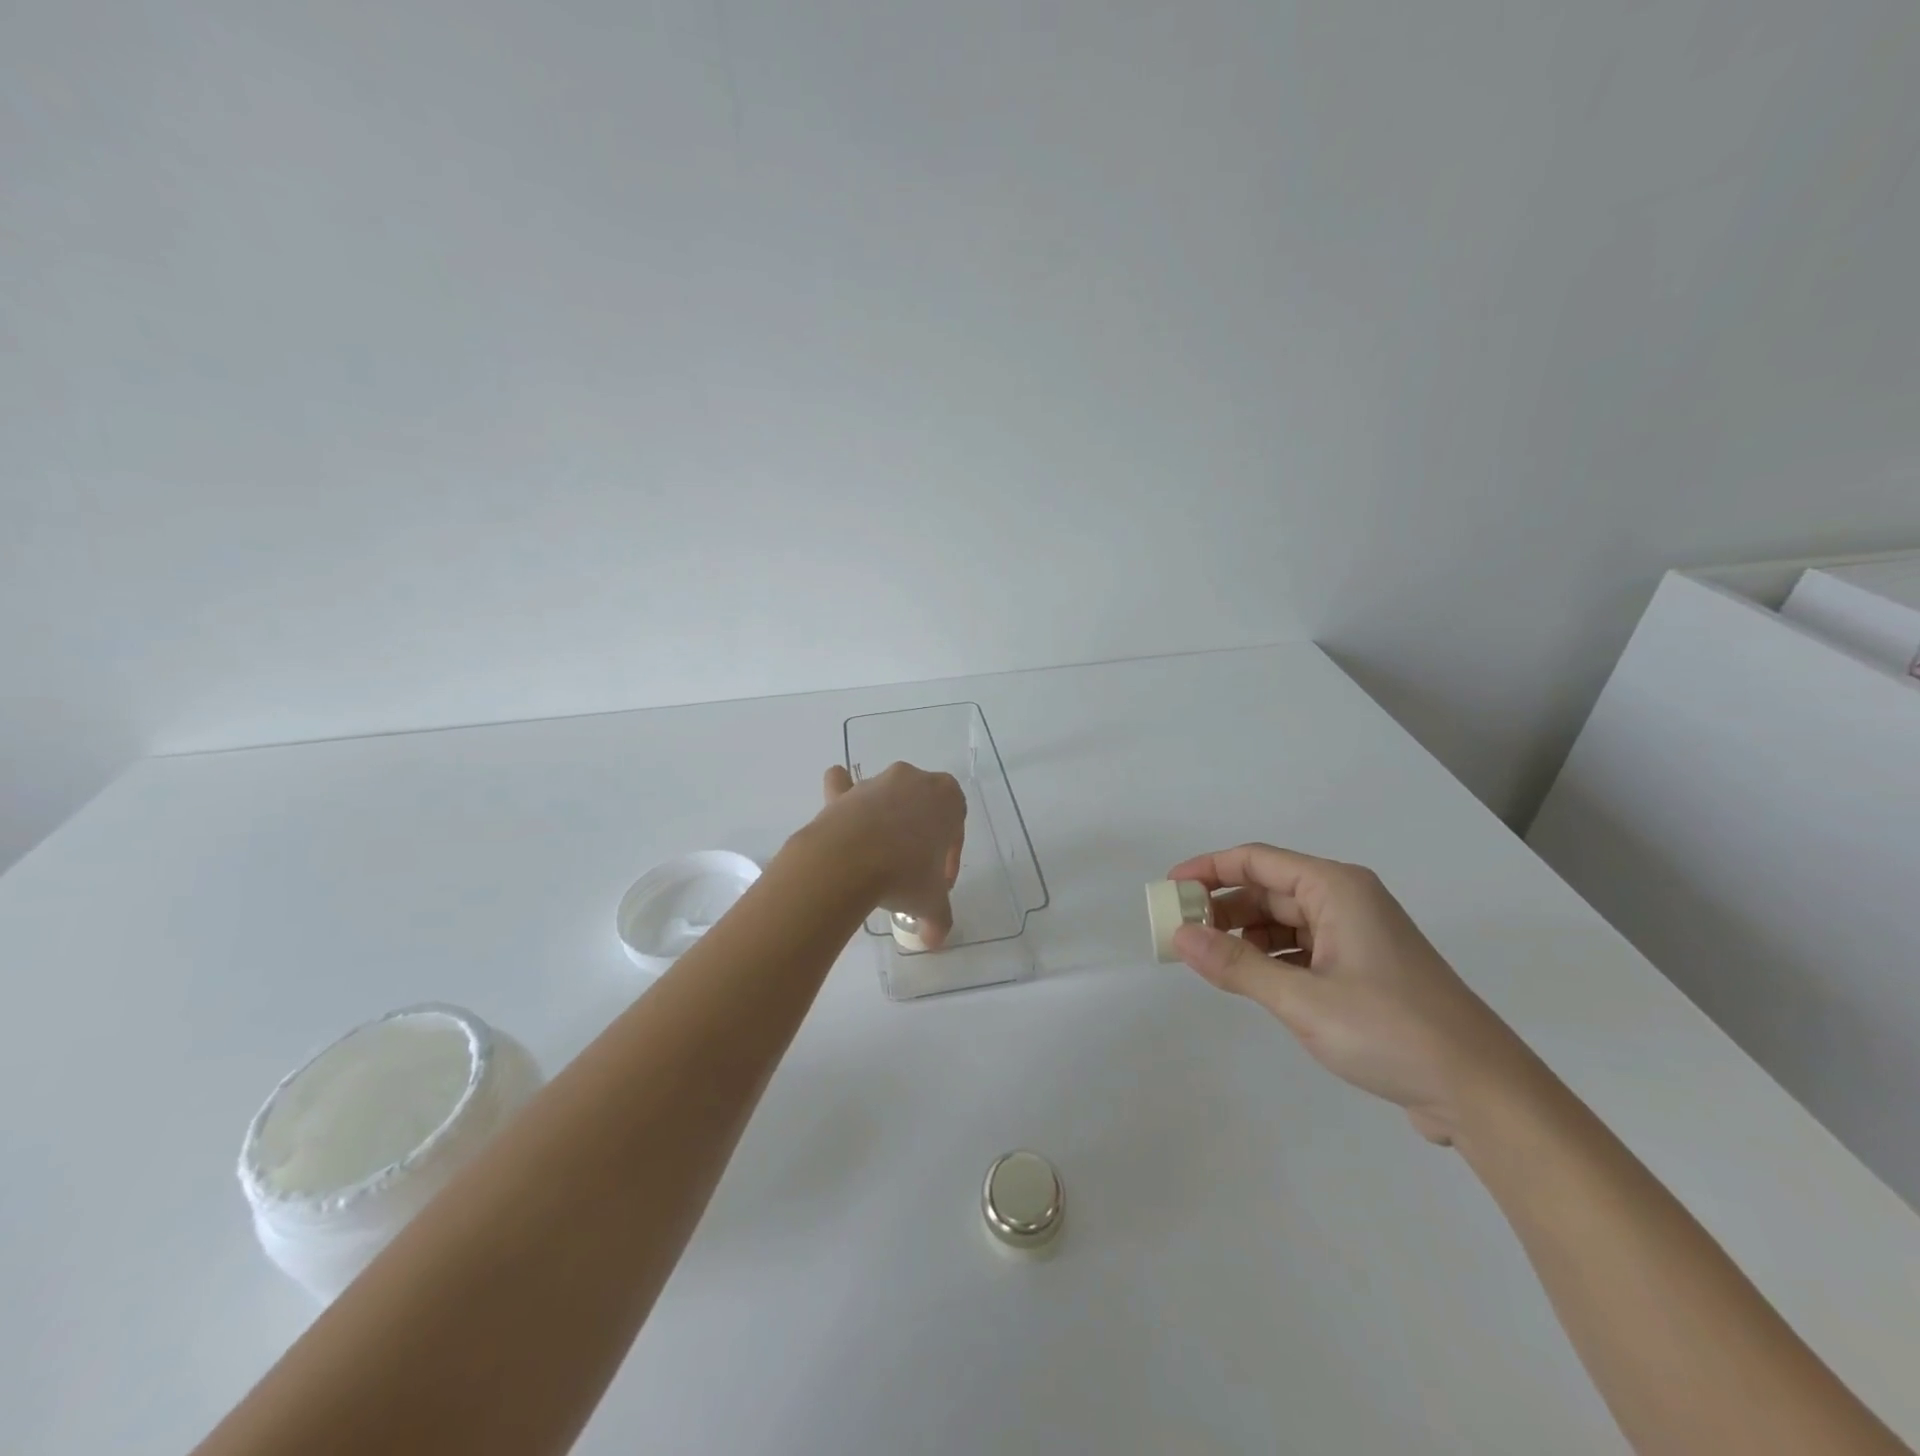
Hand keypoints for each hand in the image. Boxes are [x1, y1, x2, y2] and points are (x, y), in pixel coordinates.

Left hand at [814, 763, 965, 947]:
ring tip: (878, 860)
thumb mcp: (931, 902)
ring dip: (886, 823)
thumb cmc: (903, 874)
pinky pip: (843, 786)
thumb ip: (939, 919)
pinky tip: (842, 812)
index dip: (948, 857)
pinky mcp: (843, 793)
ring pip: (886, 798)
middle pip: (922, 808)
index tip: (938, 882)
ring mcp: (876, 783)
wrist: (847, 861)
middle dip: (920, 836)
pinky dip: (841, 793)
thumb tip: (934, 940)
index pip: (955, 828)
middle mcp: (914, 781)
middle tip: (912, 871)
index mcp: (947, 798)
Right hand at [1165, 843, 1533, 1144]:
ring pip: (1283, 920)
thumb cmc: (1392, 1032)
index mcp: (1336, 889)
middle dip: (1222, 906)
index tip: (1168, 889)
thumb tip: (1179, 935)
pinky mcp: (1363, 969)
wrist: (1484, 1094)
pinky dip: (1270, 958)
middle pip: (1268, 888)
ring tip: (1207, 960)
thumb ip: (1235, 965)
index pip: (1256, 860)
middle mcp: (1347, 901)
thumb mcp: (1302, 999)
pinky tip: (1249, 980)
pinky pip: (1301, 948)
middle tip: (1180, 932)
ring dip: (1243, 935)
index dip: (1207, 869)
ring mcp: (1357, 936)